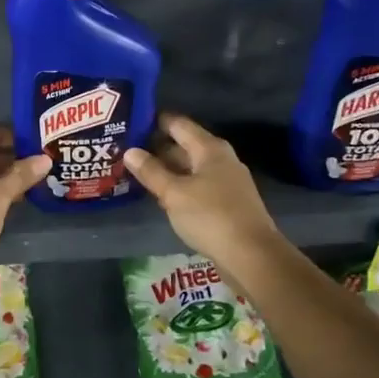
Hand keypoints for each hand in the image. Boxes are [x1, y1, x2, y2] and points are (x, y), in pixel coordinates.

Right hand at [124, 112, 280, 262]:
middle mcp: (220, 158)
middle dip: (157, 148)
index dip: (154, 121)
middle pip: (184, 145)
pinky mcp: (227, 202)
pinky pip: (198, 185)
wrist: (252, 255)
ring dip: (167, 169)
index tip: (130, 123)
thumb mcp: (174, 193)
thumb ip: (151, 171)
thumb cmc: (210, 216)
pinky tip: (162, 195)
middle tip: (126, 151)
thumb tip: (129, 151)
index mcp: (209, 148)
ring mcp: (226, 181)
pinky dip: (179, 186)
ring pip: (190, 167)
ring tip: (137, 172)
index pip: (178, 124)